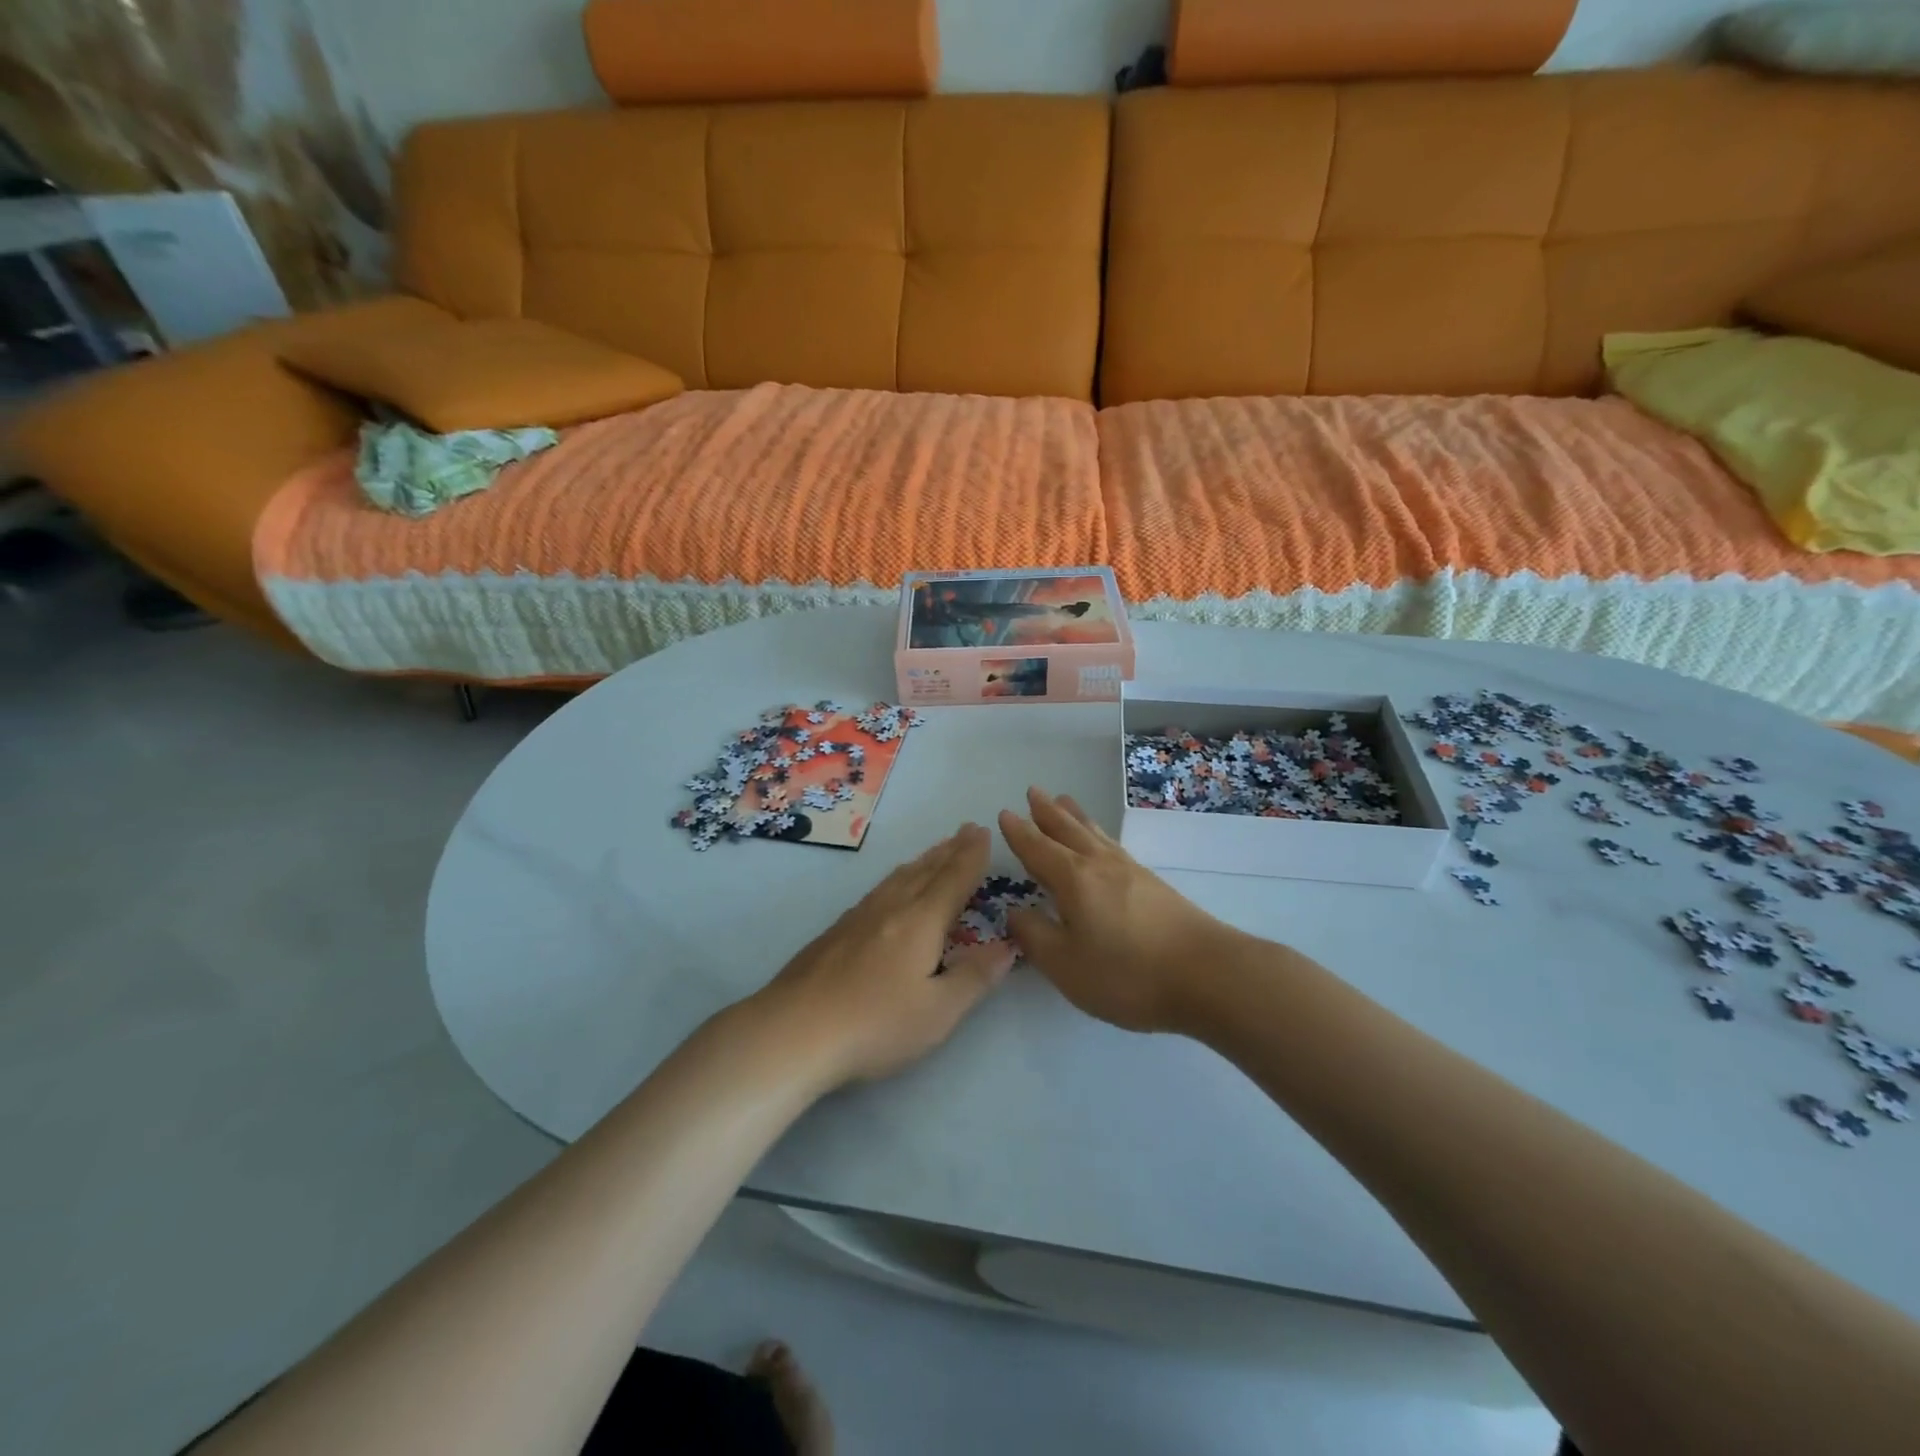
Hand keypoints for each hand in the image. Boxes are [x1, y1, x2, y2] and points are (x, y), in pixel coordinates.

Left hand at [754, 824, 1012, 1086]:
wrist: (793, 1031)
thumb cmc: (876, 1024)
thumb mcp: (939, 1012)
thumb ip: (975, 976)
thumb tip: (1009, 945)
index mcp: (921, 921)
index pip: (953, 879)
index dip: (971, 856)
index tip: (983, 832)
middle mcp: (891, 908)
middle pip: (926, 871)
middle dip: (950, 850)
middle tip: (966, 831)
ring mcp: (858, 917)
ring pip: (898, 878)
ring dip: (923, 861)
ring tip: (936, 852)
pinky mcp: (836, 932)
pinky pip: (879, 890)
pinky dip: (897, 878)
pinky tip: (890, 889)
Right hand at [998, 788, 1244, 1032]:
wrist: (1208, 975)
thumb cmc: (1128, 973)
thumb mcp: (1066, 965)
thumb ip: (1035, 936)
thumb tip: (1014, 911)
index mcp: (1073, 879)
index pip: (1038, 849)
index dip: (1019, 833)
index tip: (1005, 813)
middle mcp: (1100, 865)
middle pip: (1068, 831)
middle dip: (1046, 813)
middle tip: (1033, 791)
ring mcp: (1131, 871)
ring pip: (1095, 834)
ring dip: (1075, 816)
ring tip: (1064, 801)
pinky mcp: (1154, 885)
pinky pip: (1114, 846)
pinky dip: (1099, 834)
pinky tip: (1104, 843)